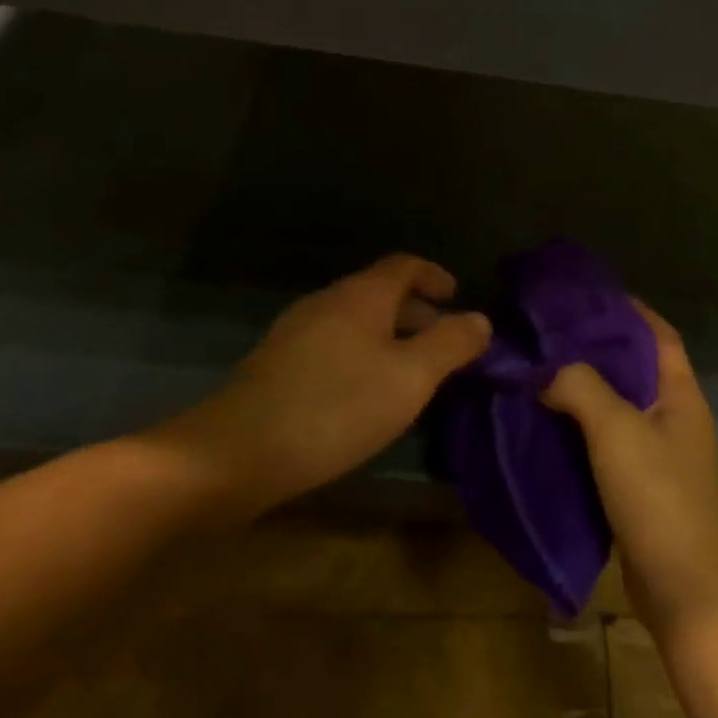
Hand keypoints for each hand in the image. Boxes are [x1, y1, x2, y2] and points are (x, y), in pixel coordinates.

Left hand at [147, 254, 490, 514]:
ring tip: (413, 376)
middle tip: (445, 345)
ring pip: (357, 323)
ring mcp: (296, 333)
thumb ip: (451, 344)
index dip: (435, 276)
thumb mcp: (411, 377)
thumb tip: (481, 320)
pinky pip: (335, 347)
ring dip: (391, 339)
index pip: (405, 264)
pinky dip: (363, 358)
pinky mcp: (278, 366)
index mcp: (361, 295)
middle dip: (418, 314)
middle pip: (380, 293)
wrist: (237, 453)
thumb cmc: (337, 406)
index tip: (458, 297)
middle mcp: (327, 303)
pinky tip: (367, 397)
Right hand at [542, 302, 717, 639]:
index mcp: (680, 394)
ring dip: (584, 389)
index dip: (629, 310)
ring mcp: (660, 454)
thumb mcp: (617, 430)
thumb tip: (546, 373)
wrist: (685, 589)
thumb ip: (581, 388)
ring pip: (618, 406)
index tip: (587, 295)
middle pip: (635, 368)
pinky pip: (608, 442)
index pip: (658, 335)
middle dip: (596, 348)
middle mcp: (674, 417)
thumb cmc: (659, 497)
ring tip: (540, 371)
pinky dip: (581, 428)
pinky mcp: (641, 486)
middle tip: (549, 333)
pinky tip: (547, 423)